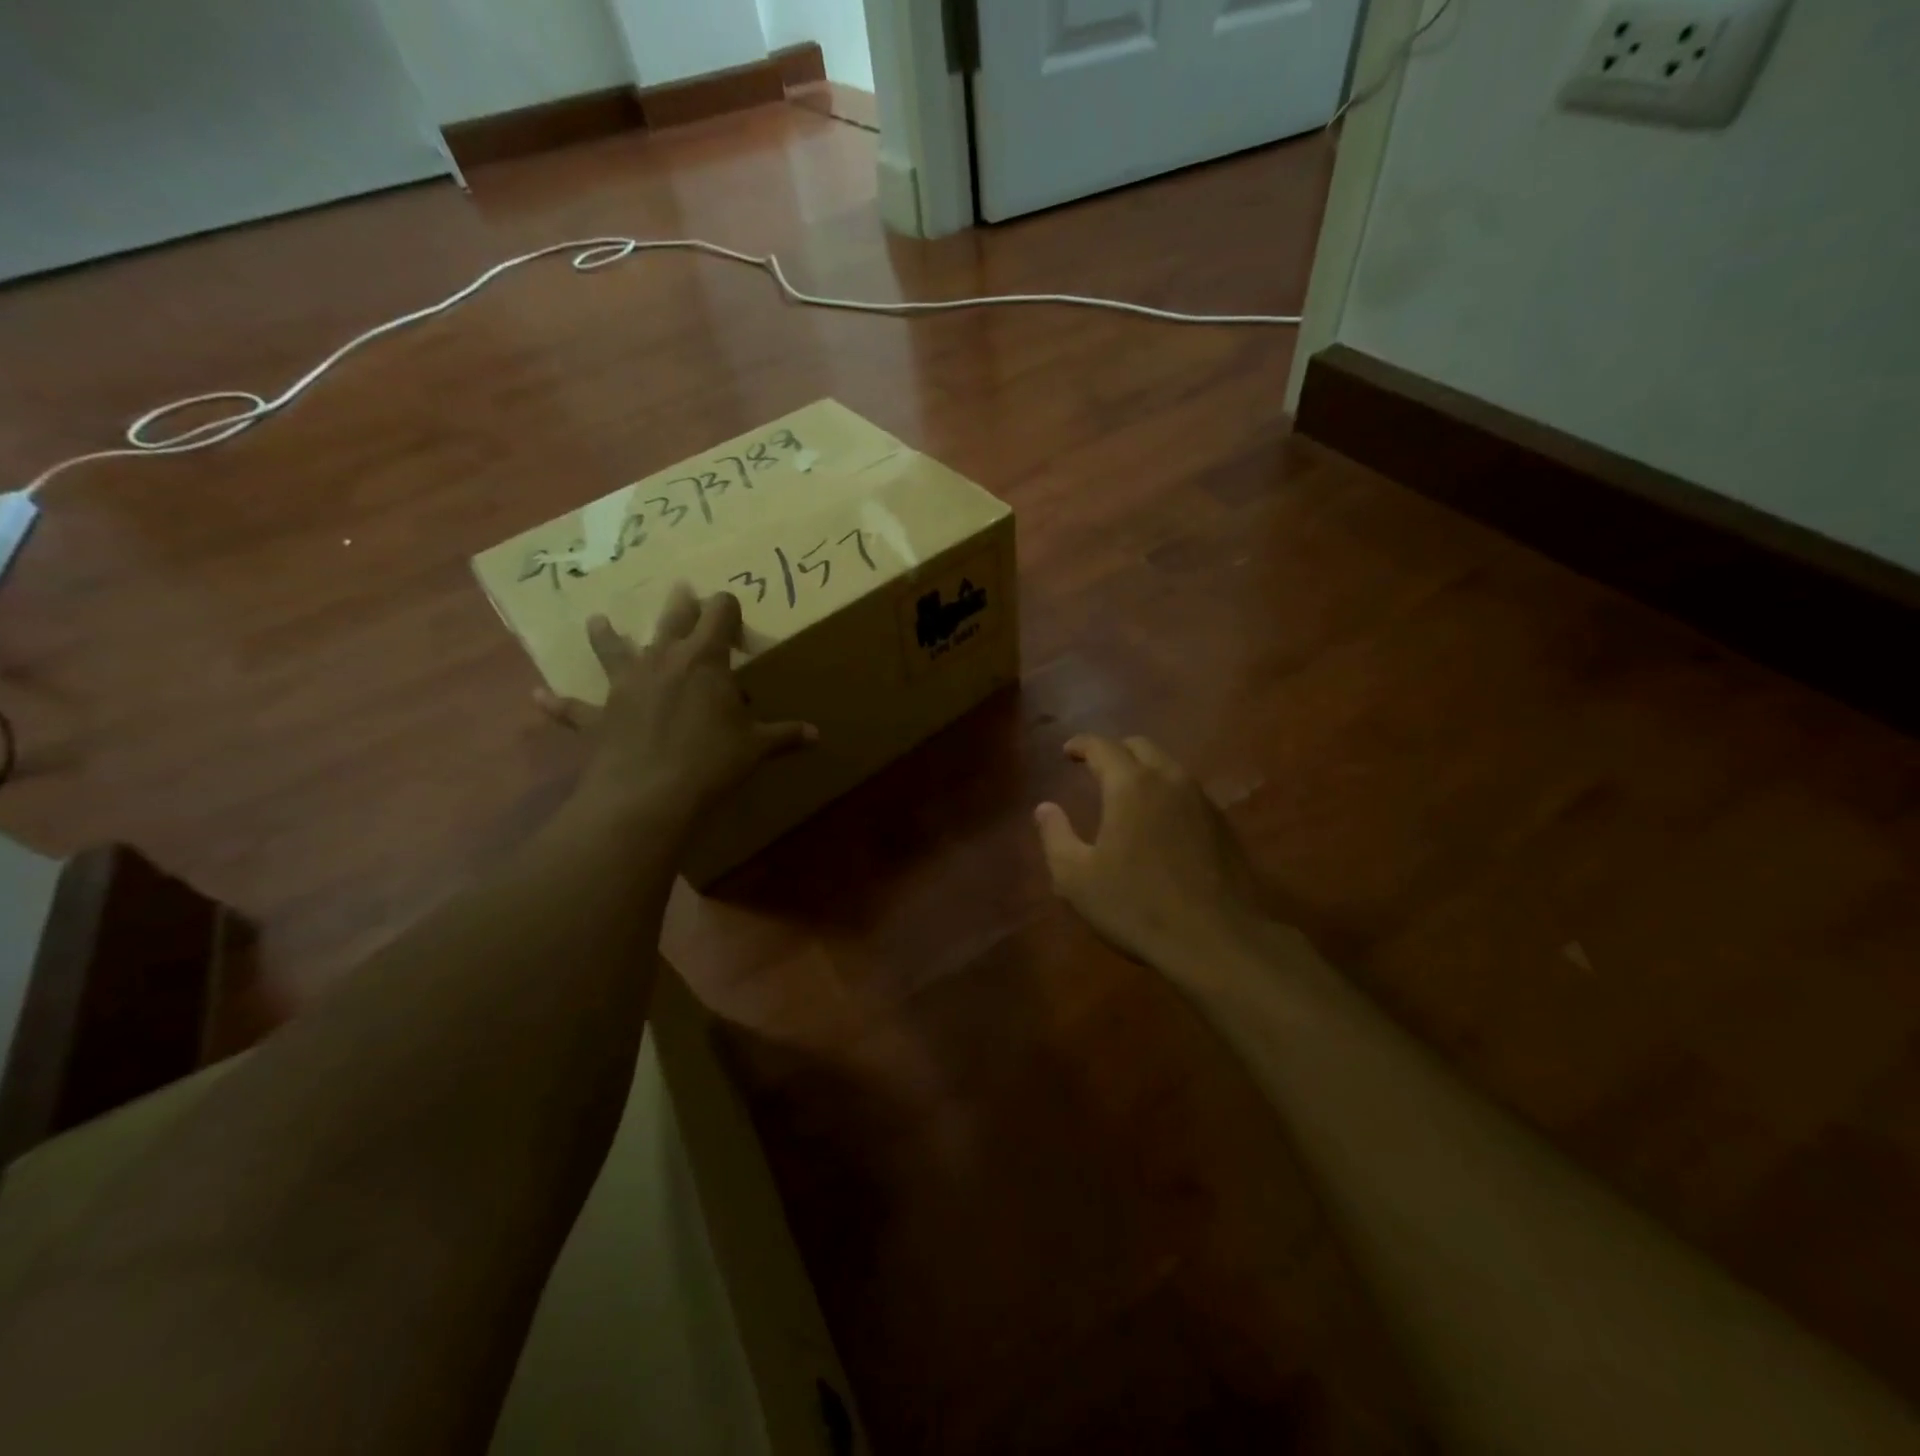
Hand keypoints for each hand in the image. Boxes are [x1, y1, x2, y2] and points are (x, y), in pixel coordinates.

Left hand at [536, 585, 814, 830]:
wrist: (649, 794)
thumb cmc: (711, 761)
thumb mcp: (755, 748)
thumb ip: (784, 735)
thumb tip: (816, 735)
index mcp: (705, 659)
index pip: (720, 614)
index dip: (728, 607)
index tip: (734, 609)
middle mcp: (664, 659)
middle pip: (673, 619)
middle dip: (682, 604)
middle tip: (683, 590)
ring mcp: (626, 684)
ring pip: (615, 649)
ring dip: (607, 635)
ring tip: (598, 621)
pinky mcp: (599, 715)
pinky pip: (573, 707)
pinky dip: (556, 703)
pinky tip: (537, 696)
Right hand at [1035, 735, 1274, 973]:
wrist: (1218, 941)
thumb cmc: (1136, 905)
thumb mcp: (1076, 878)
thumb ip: (1055, 836)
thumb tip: (1045, 808)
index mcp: (1131, 785)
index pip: (1102, 746)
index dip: (1081, 744)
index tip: (1067, 752)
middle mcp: (1169, 780)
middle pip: (1140, 747)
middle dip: (1114, 751)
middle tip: (1095, 768)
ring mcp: (1202, 801)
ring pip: (1168, 767)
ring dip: (1143, 770)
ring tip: (1126, 793)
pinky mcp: (1223, 824)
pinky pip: (1187, 792)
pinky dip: (1165, 792)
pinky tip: (1158, 821)